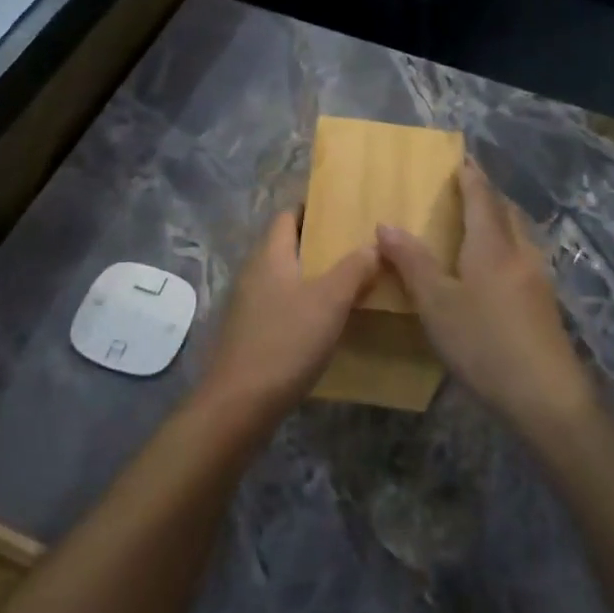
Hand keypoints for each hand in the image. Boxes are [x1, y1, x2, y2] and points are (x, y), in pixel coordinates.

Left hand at [198, 210, 376, 423]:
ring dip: (312, 275)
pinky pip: (281, 304)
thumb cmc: (286, 341)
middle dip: (318, 243)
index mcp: (270, 255)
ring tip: (349, 280)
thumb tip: (373, 243)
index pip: (287, 215)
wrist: (239, 403)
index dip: (312, 208)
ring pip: (285, 277)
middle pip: (286, 245)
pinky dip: (303, 303)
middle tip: (356, 245)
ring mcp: (249, 304)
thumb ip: (353, 269)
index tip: (342, 209)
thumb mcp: (329, 302)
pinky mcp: (250, 333)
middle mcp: (254, 272)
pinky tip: (326, 319)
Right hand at [378, 161, 596, 437]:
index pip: (482, 196)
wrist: (546, 397)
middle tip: (466, 187)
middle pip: (507, 210)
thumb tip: (386, 224)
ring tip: (478, 223)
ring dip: (501, 219)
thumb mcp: (436, 304)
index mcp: (492, 245)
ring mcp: (538, 278)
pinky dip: (507, 245)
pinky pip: (524, 256)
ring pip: (520, 234)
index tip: (461, 157)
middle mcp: (520, 252)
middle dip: (488, 194)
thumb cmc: (484, 343)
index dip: (471, 175)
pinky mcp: (545, 303)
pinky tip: (496, 268)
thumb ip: (412, 262)